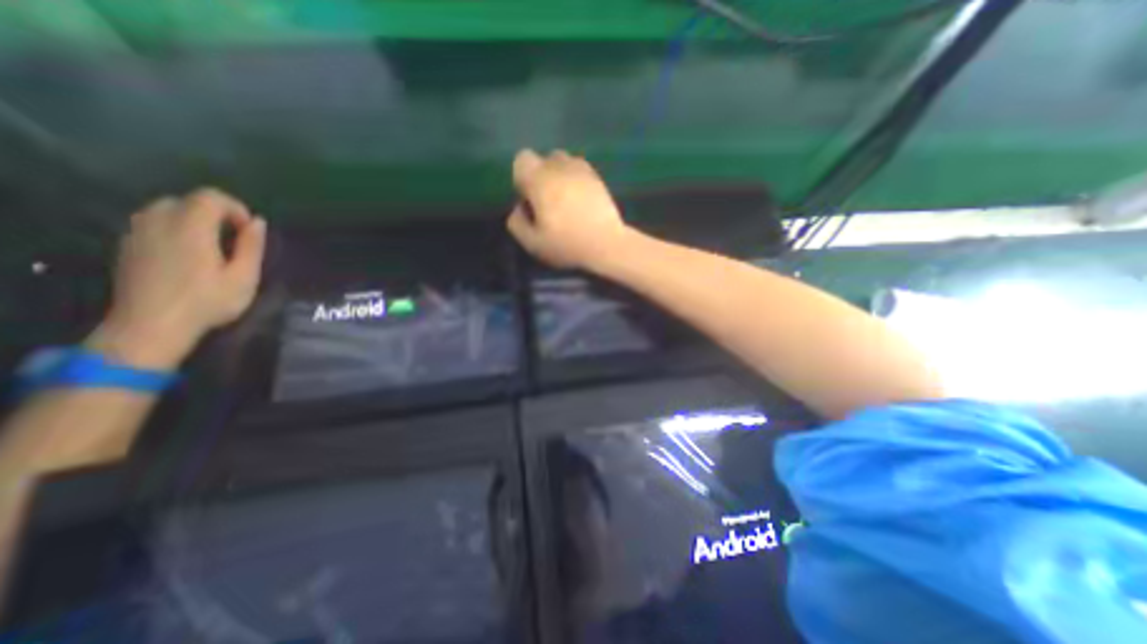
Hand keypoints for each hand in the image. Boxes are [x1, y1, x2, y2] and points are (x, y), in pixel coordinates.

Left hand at [85, 186, 267, 366]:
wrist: (150, 326)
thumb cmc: (207, 302)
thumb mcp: (244, 277)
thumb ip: (252, 246)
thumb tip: (258, 222)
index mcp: (190, 228)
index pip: (210, 197)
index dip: (235, 208)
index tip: (249, 231)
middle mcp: (158, 222)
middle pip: (187, 200)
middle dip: (215, 213)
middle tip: (234, 238)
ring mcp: (137, 233)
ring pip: (165, 209)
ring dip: (193, 219)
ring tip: (212, 244)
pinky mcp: (127, 246)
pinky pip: (151, 223)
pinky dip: (174, 228)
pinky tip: (187, 253)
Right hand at [506, 148, 632, 269]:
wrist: (606, 244)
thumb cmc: (567, 244)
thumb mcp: (533, 243)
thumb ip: (517, 223)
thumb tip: (519, 208)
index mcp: (540, 179)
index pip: (522, 160)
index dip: (522, 179)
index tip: (530, 200)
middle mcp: (560, 167)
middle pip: (544, 159)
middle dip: (541, 176)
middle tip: (547, 202)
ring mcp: (582, 169)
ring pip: (563, 161)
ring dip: (559, 176)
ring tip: (565, 200)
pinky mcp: (598, 177)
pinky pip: (580, 170)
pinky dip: (575, 180)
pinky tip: (580, 201)